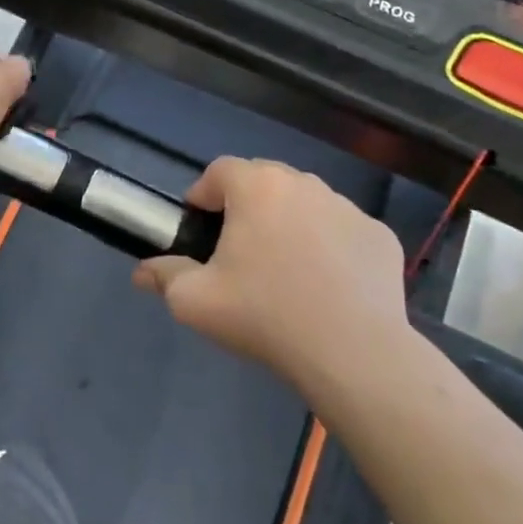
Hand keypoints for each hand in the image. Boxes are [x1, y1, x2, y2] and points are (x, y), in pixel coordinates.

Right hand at [133, 158, 408, 388]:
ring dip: (289, 221)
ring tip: (284, 267)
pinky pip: (342, 230)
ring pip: (306, 202)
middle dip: (246, 204)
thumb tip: (142, 272)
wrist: (354, 354)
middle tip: (238, 248)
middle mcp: (304, 184)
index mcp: (257, 188)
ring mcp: (348, 208)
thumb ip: (164, 276)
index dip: (203, 193)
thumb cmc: (265, 316)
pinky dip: (329, 245)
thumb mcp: (195, 301)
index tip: (200, 226)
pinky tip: (327, 285)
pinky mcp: (380, 236)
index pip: (220, 170)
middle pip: (264, 180)